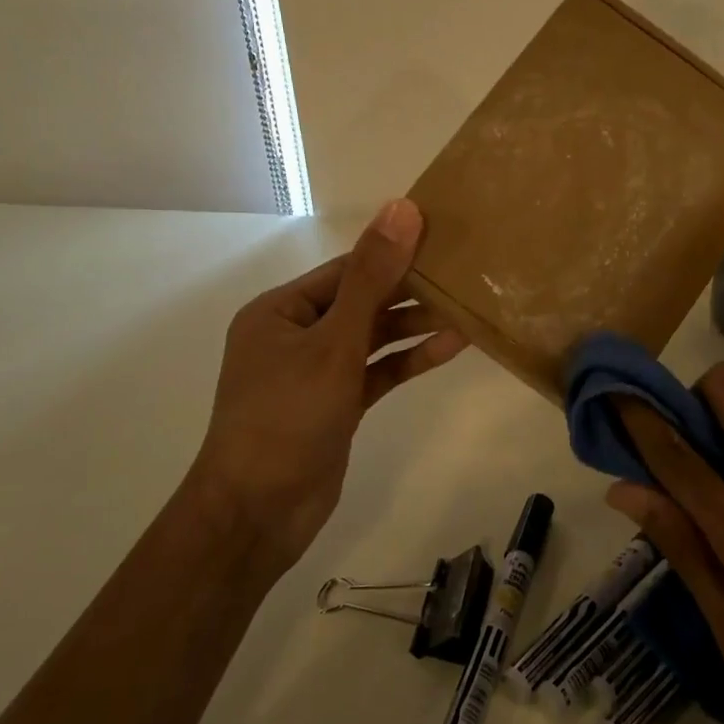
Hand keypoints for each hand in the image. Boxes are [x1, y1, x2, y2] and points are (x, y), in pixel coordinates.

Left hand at [188, 199, 465, 579]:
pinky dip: (408, 360)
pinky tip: (451, 347)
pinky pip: (377, 371)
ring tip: (466, 309)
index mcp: (280, 311)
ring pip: (373, 337)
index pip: (347, 270)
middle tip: (463, 275)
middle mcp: (296, 335)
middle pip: (362, 302)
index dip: (394, 253)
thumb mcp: (334, 342)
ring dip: (415, 326)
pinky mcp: (337, 404)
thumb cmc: (287, 417)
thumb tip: (402, 209)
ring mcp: (317, 372)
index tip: (442, 239)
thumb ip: (372, 278)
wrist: (258, 514)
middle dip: (410, 292)